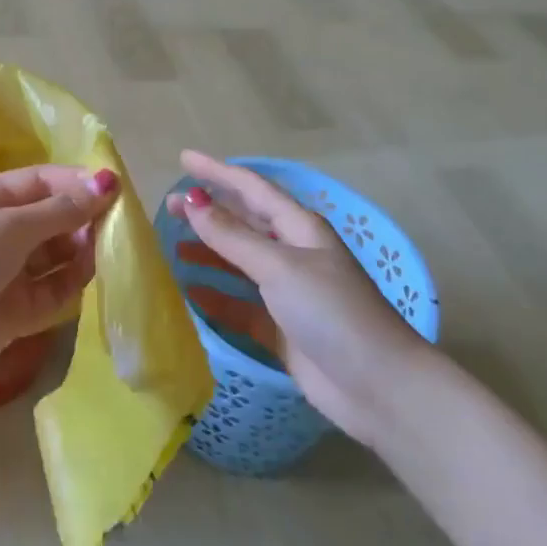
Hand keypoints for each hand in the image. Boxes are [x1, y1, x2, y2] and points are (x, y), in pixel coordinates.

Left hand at [0, 165, 119, 378]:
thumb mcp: (12, 225)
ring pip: (58, 253)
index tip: (115, 188)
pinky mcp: (20, 308)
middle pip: (54, 217)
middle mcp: (2, 230)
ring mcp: (11, 270)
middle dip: (83, 218)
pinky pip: (55, 288)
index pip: (43, 181)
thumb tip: (106, 182)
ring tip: (105, 251)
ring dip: (82, 250)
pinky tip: (91, 276)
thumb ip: (62, 209)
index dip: (77, 183)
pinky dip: (73, 281)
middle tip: (116, 225)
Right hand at [168, 150, 430, 445]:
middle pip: (243, 222)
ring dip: (209, 251)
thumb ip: (232, 236)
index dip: (218, 172)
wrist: (379, 386)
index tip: (184, 158)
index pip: (251, 188)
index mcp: (299, 228)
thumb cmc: (332, 312)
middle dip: (208, 211)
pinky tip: (191, 292)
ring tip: (173, 245)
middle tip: (168, 206)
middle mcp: (293, 253)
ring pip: (239, 262)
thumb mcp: (279, 267)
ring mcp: (288, 292)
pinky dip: (217, 296)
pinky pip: (240, 305)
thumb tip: (191, 201)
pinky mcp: (281, 328)